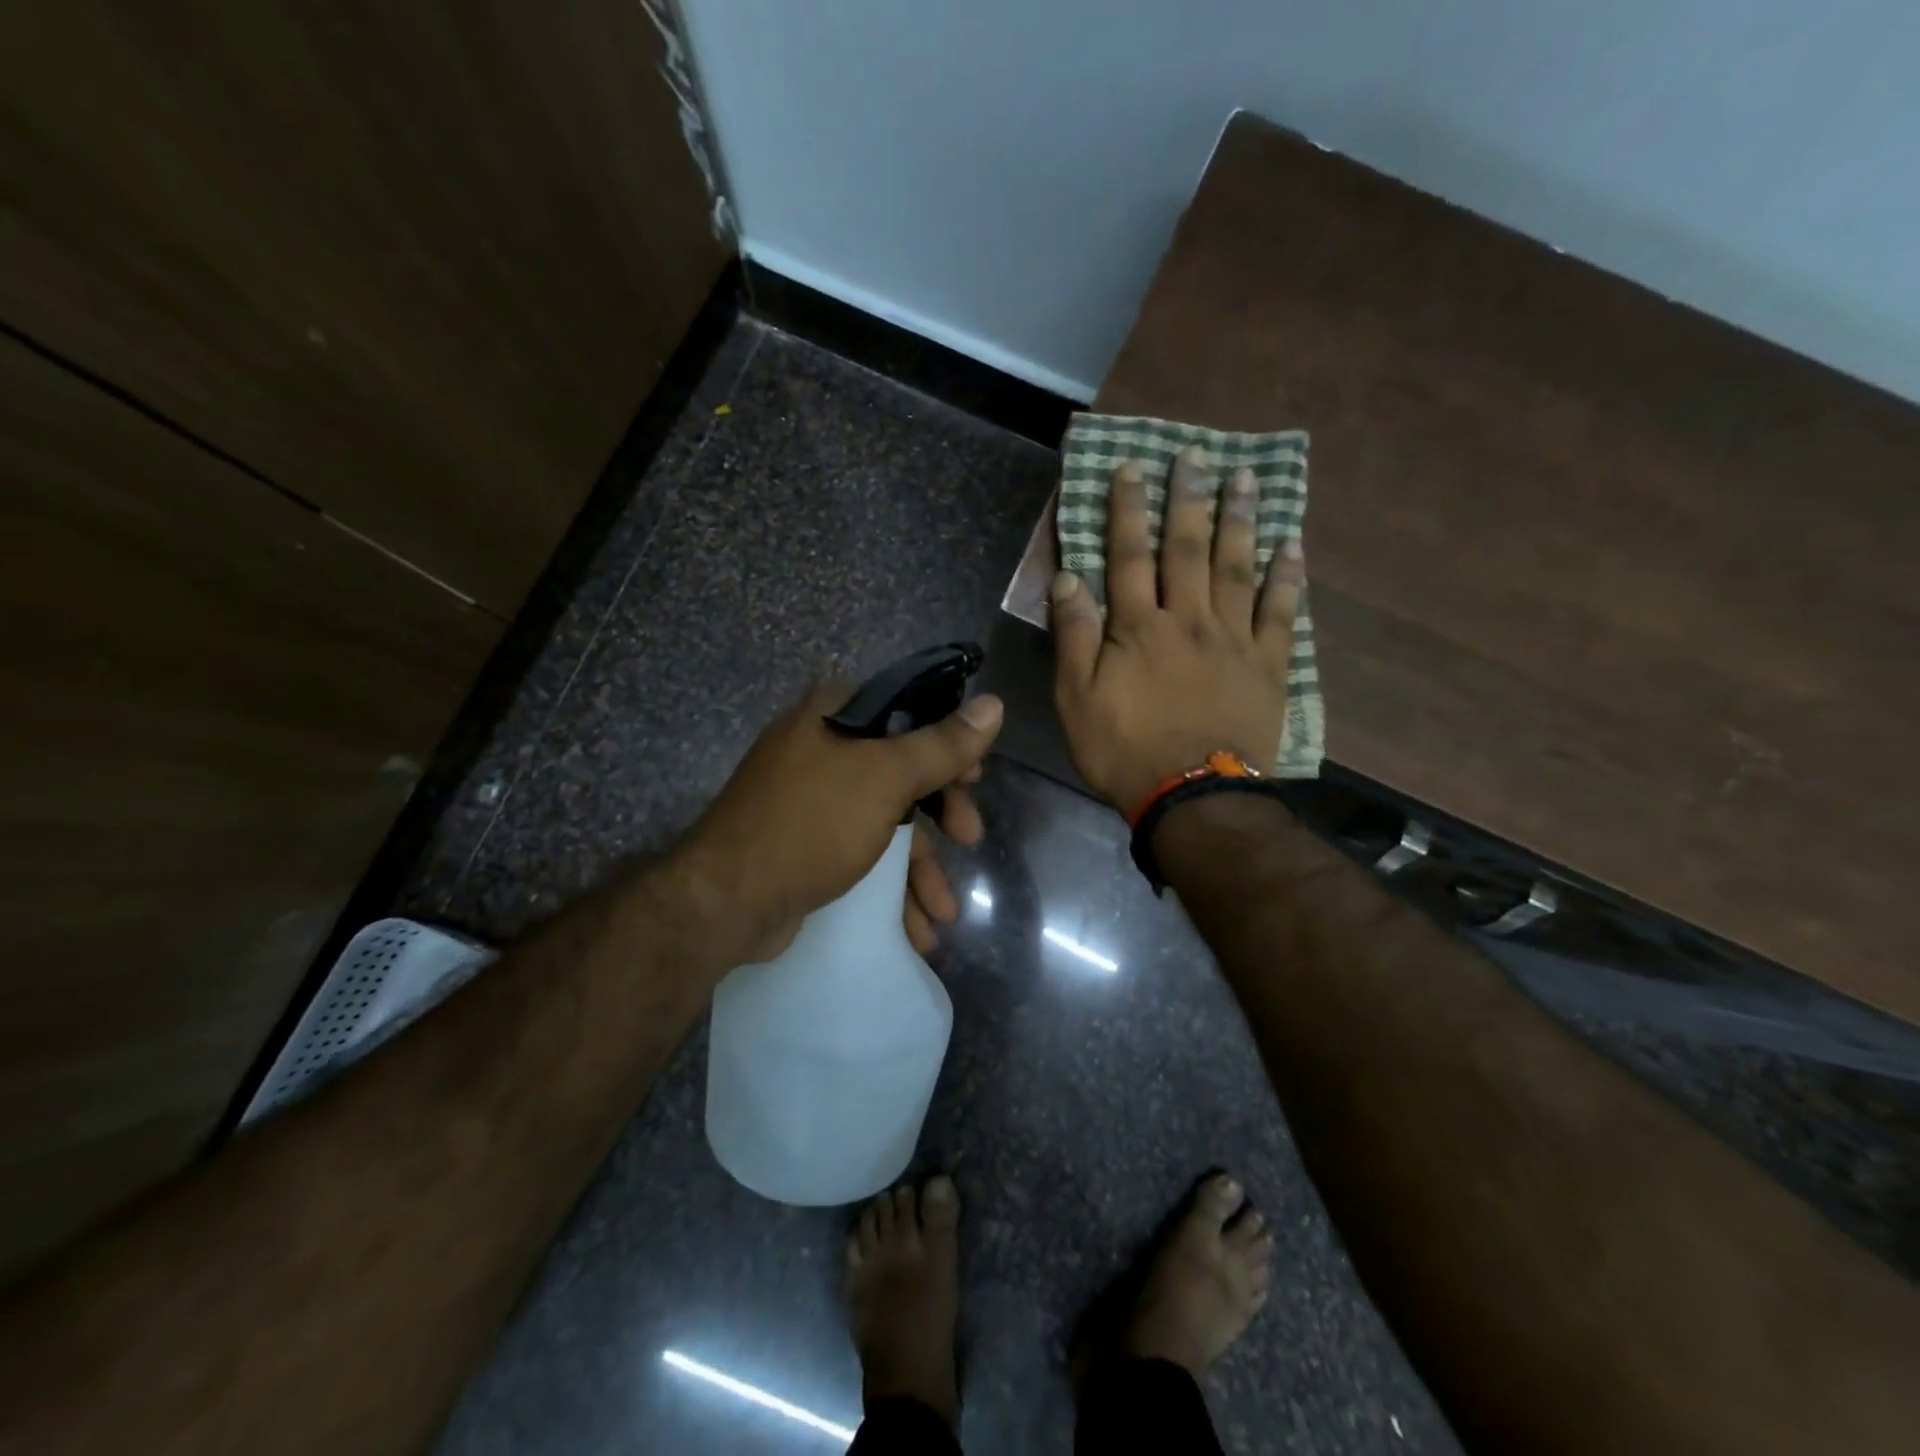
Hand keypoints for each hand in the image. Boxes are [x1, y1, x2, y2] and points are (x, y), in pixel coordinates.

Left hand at [682, 680, 1002, 963]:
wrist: (726, 900)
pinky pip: (861, 854)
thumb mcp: (886, 778)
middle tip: (969, 837)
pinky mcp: (804, 843)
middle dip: (942, 814)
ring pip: (885, 821)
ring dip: (920, 867)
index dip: (948, 743)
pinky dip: (889, 886)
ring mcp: (810, 799)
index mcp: (834, 714)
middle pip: (902, 771)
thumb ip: (942, 745)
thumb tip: (993, 705)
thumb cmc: (812, 823)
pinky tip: (915, 929)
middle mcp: (820, 747)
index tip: (974, 778)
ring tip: (943, 912)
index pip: (909, 711)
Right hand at [1051, 448, 1304, 812]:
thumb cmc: (1123, 749)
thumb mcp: (1076, 698)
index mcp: (1138, 627)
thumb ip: (1074, 635)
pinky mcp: (1267, 665)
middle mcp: (1188, 619)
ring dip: (1240, 520)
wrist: (1192, 796)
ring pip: (1236, 568)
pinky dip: (1287, 577)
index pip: (1128, 555)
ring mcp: (1233, 640)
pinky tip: (1292, 544)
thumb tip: (1069, 577)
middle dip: (1188, 499)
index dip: (1128, 509)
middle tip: (1195, 455)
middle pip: (1188, 549)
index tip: (1132, 468)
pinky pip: (1280, 612)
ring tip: (1245, 478)